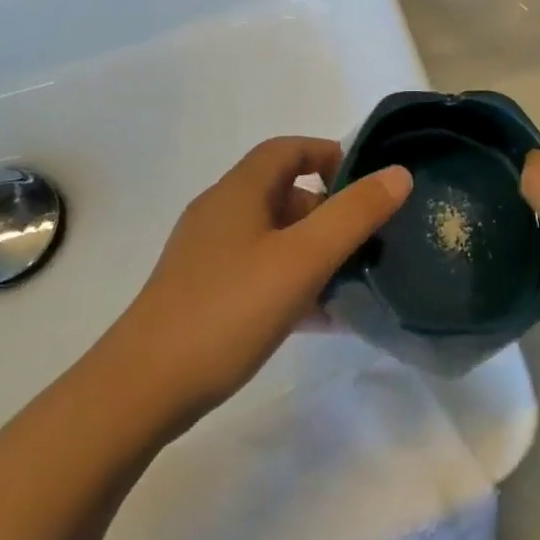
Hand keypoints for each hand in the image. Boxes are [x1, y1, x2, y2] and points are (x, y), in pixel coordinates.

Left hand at [118, 138, 410, 426]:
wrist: (141, 391)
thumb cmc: (227, 310)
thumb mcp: (303, 258)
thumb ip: (354, 214)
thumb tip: (398, 174)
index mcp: (239, 191)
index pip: (288, 149)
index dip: (328, 155)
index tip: (365, 184)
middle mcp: (220, 214)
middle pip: (283, 193)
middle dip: (328, 210)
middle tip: (365, 241)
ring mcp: (206, 256)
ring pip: (272, 237)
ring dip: (313, 251)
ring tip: (351, 281)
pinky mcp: (200, 295)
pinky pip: (258, 273)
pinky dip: (291, 282)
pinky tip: (319, 318)